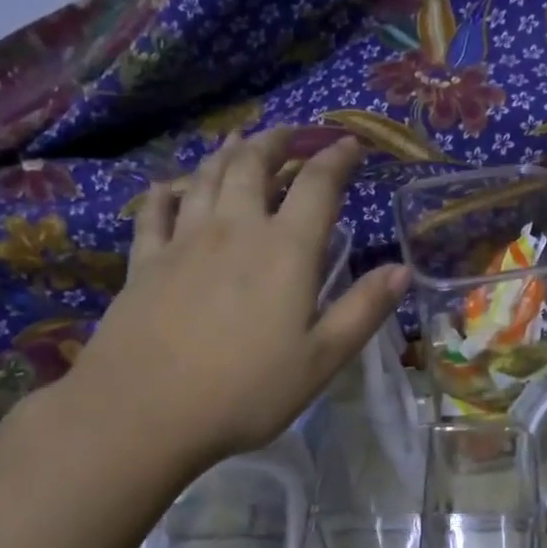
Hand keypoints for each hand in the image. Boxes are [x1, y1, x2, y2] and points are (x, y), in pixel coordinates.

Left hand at [62, 129, 407, 471]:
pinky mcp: (145, 262)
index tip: (350, 145)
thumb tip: (402, 270)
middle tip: (291, 135)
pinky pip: (155, 212)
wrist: (145, 412)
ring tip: (241, 142)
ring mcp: (183, 242)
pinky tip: (170, 186)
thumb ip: (363, 310)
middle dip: (277, 143)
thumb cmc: (246, 391)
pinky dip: (167, 192)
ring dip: (228, 154)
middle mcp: (234, 230)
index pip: (317, 186)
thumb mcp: (321, 360)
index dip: (336, 159)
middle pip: (254, 165)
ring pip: (206, 178)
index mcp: (285, 251)